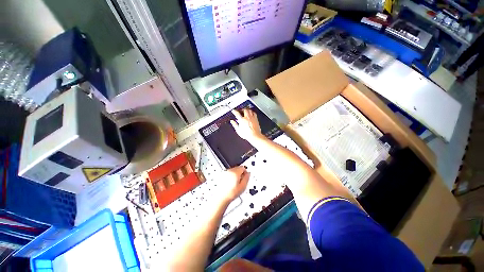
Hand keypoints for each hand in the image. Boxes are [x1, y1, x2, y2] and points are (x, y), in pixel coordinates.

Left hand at [216, 166, 249, 202]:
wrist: (221, 198)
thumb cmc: (231, 193)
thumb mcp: (243, 186)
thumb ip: (247, 178)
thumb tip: (248, 174)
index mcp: (235, 172)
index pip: (242, 167)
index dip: (245, 172)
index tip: (246, 177)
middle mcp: (229, 171)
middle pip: (238, 168)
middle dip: (240, 173)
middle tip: (241, 181)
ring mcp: (225, 173)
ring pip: (233, 170)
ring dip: (236, 175)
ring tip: (236, 183)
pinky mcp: (222, 175)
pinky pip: (229, 173)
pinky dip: (231, 176)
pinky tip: (231, 183)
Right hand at [230, 109, 262, 142]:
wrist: (254, 136)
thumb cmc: (247, 134)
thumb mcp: (238, 130)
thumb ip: (235, 125)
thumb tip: (232, 122)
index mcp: (242, 120)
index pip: (237, 113)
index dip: (234, 111)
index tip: (233, 111)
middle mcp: (247, 117)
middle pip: (244, 110)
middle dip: (242, 109)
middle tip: (240, 110)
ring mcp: (252, 118)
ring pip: (249, 110)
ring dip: (247, 110)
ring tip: (245, 111)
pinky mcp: (256, 119)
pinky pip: (254, 113)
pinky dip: (252, 112)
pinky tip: (251, 113)